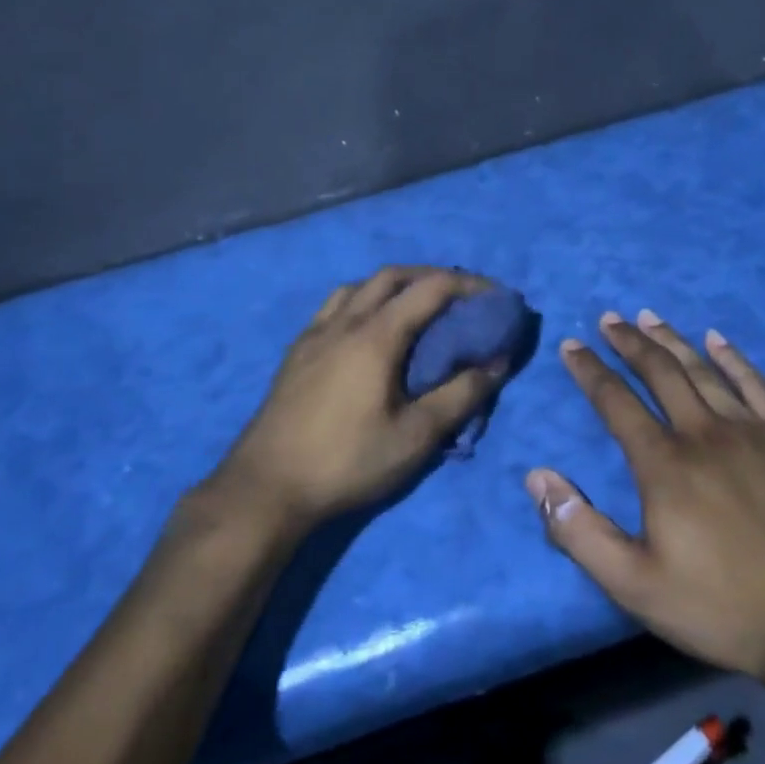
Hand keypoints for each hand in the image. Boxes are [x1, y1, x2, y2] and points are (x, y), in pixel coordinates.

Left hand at [210, 266, 508, 529]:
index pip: (430, 288)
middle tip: (460, 298)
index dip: (468, 285)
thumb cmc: (347, 461)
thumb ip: (461, 395)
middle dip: (432, 277)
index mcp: (375, 335)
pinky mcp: (296, 352)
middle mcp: (343, 322)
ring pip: (359, 287)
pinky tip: (368, 332)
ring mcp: (314, 334)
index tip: (496, 296)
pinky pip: (336, 306)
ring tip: (416, 309)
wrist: (266, 487)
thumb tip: (499, 361)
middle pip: (392, 276)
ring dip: (394, 286)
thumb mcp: (416, 436)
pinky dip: (364, 301)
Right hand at [527, 310, 764, 689]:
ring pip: (703, 371)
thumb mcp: (634, 584)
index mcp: (664, 464)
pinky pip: (757, 385)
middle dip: (629, 342)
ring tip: (649, 317)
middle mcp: (704, 433)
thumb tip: (537, 477)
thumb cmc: (720, 607)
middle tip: (609, 318)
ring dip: (672, 340)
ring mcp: (753, 431)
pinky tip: (717, 340)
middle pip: (660, 373)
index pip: (615, 402)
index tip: (571, 345)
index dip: (589, 370)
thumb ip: (579, 531)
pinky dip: (733, 358)